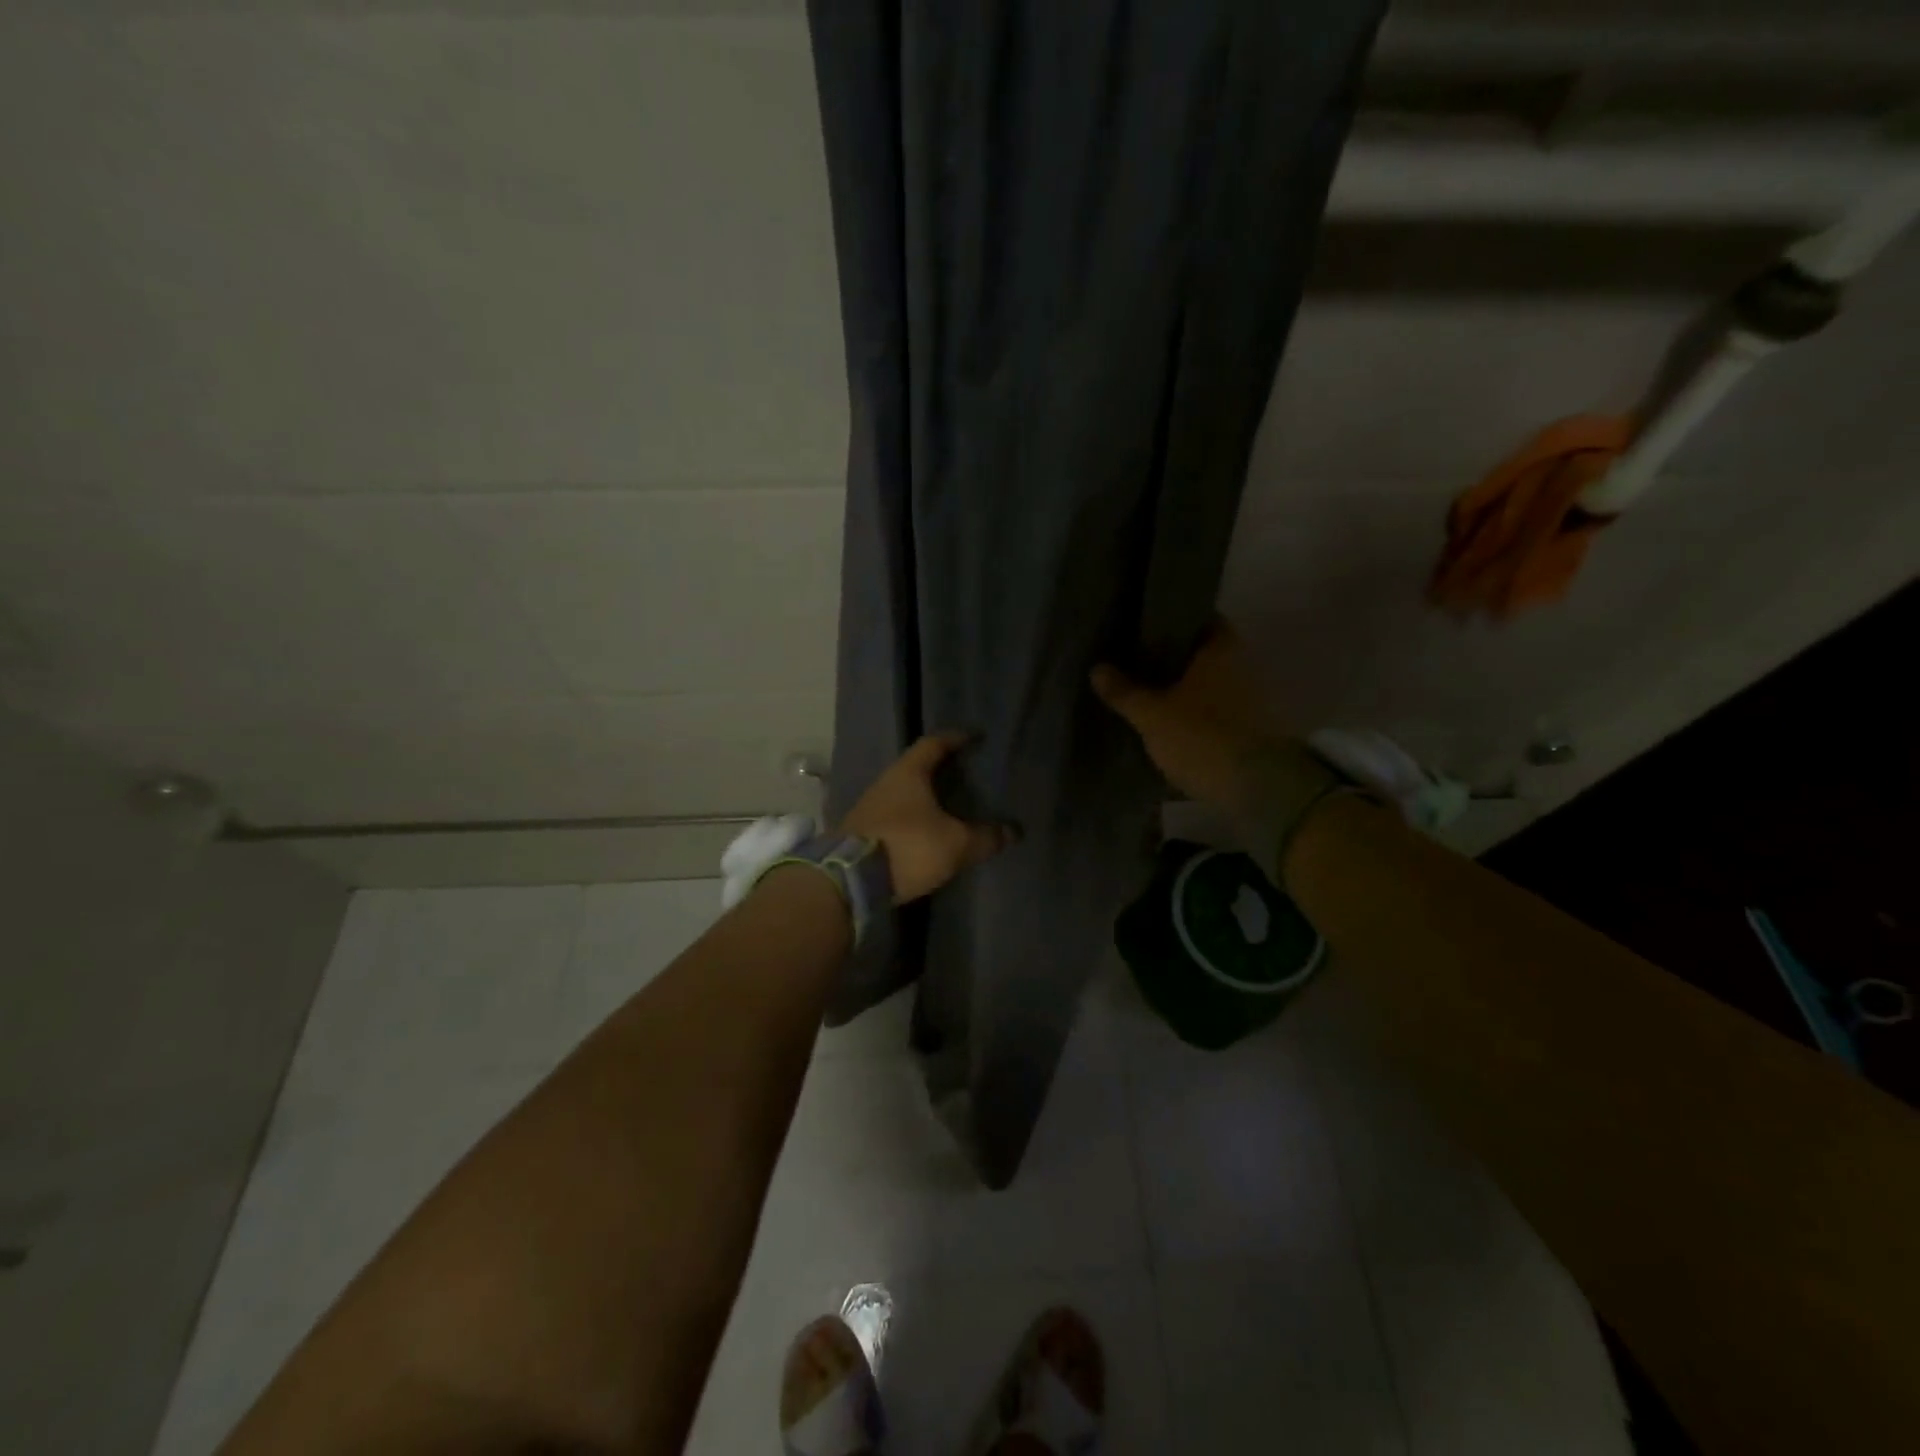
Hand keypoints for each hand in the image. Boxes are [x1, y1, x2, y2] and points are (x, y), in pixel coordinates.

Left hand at [840, 731, 1016, 902]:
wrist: (850, 880)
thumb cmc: (908, 847)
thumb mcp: (955, 844)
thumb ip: (985, 837)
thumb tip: (1013, 831)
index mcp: (908, 773)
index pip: (934, 744)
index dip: (955, 739)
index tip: (973, 738)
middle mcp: (885, 782)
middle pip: (915, 768)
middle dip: (939, 770)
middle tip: (964, 774)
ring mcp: (868, 807)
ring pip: (902, 793)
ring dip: (922, 797)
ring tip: (946, 806)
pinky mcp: (860, 832)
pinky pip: (892, 817)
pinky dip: (910, 819)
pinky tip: (923, 832)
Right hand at [1091, 621, 1282, 817]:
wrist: (1253, 788)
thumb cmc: (1200, 736)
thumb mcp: (1151, 714)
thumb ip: (1124, 691)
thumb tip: (1097, 668)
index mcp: (1220, 650)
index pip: (1204, 619)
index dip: (1177, 619)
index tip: (1148, 625)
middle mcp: (1241, 667)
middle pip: (1205, 653)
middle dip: (1176, 657)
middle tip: (1138, 660)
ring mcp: (1249, 699)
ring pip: (1210, 683)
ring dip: (1185, 687)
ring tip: (1148, 692)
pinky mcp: (1249, 730)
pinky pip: (1215, 710)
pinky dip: (1195, 712)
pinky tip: (1169, 721)